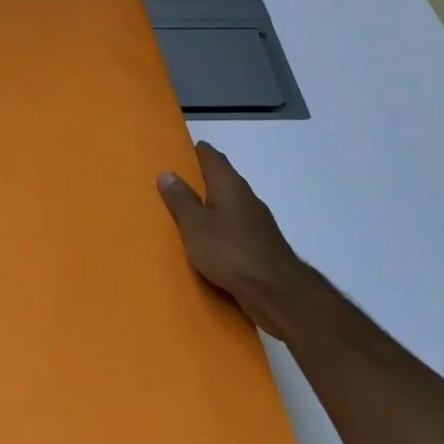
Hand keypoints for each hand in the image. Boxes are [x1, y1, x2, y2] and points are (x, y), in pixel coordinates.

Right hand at [158, 141, 319, 336]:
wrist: (276, 293)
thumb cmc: (230, 252)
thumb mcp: (195, 225)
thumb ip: (181, 200)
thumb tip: (167, 172)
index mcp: (229, 185)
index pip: (212, 157)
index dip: (196, 151)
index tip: (178, 151)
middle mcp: (246, 198)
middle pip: (222, 180)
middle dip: (200, 180)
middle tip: (174, 183)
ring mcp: (257, 223)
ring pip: (228, 206)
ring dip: (210, 207)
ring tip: (185, 214)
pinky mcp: (260, 246)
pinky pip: (234, 230)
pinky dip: (219, 230)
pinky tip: (206, 242)